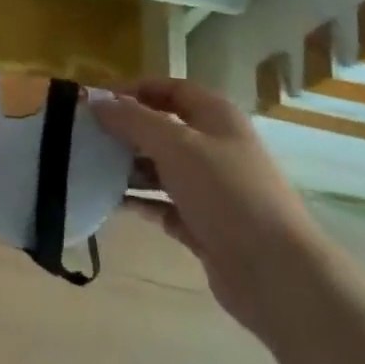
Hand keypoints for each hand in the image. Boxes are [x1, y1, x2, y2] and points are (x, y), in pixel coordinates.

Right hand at [95, 79, 327, 339]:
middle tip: (87, 137)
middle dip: (126, 130)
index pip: (170, 88)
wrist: (277, 275)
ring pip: (161, 168)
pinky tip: (112, 203)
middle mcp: (216, 148)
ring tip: (91, 169)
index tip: (97, 103)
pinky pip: (164, 205)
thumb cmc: (227, 194)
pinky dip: (140, 202)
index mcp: (217, 118)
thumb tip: (96, 102)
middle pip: (163, 128)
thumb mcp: (175, 145)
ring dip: (129, 167)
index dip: (134, 90)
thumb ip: (133, 120)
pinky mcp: (206, 226)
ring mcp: (212, 190)